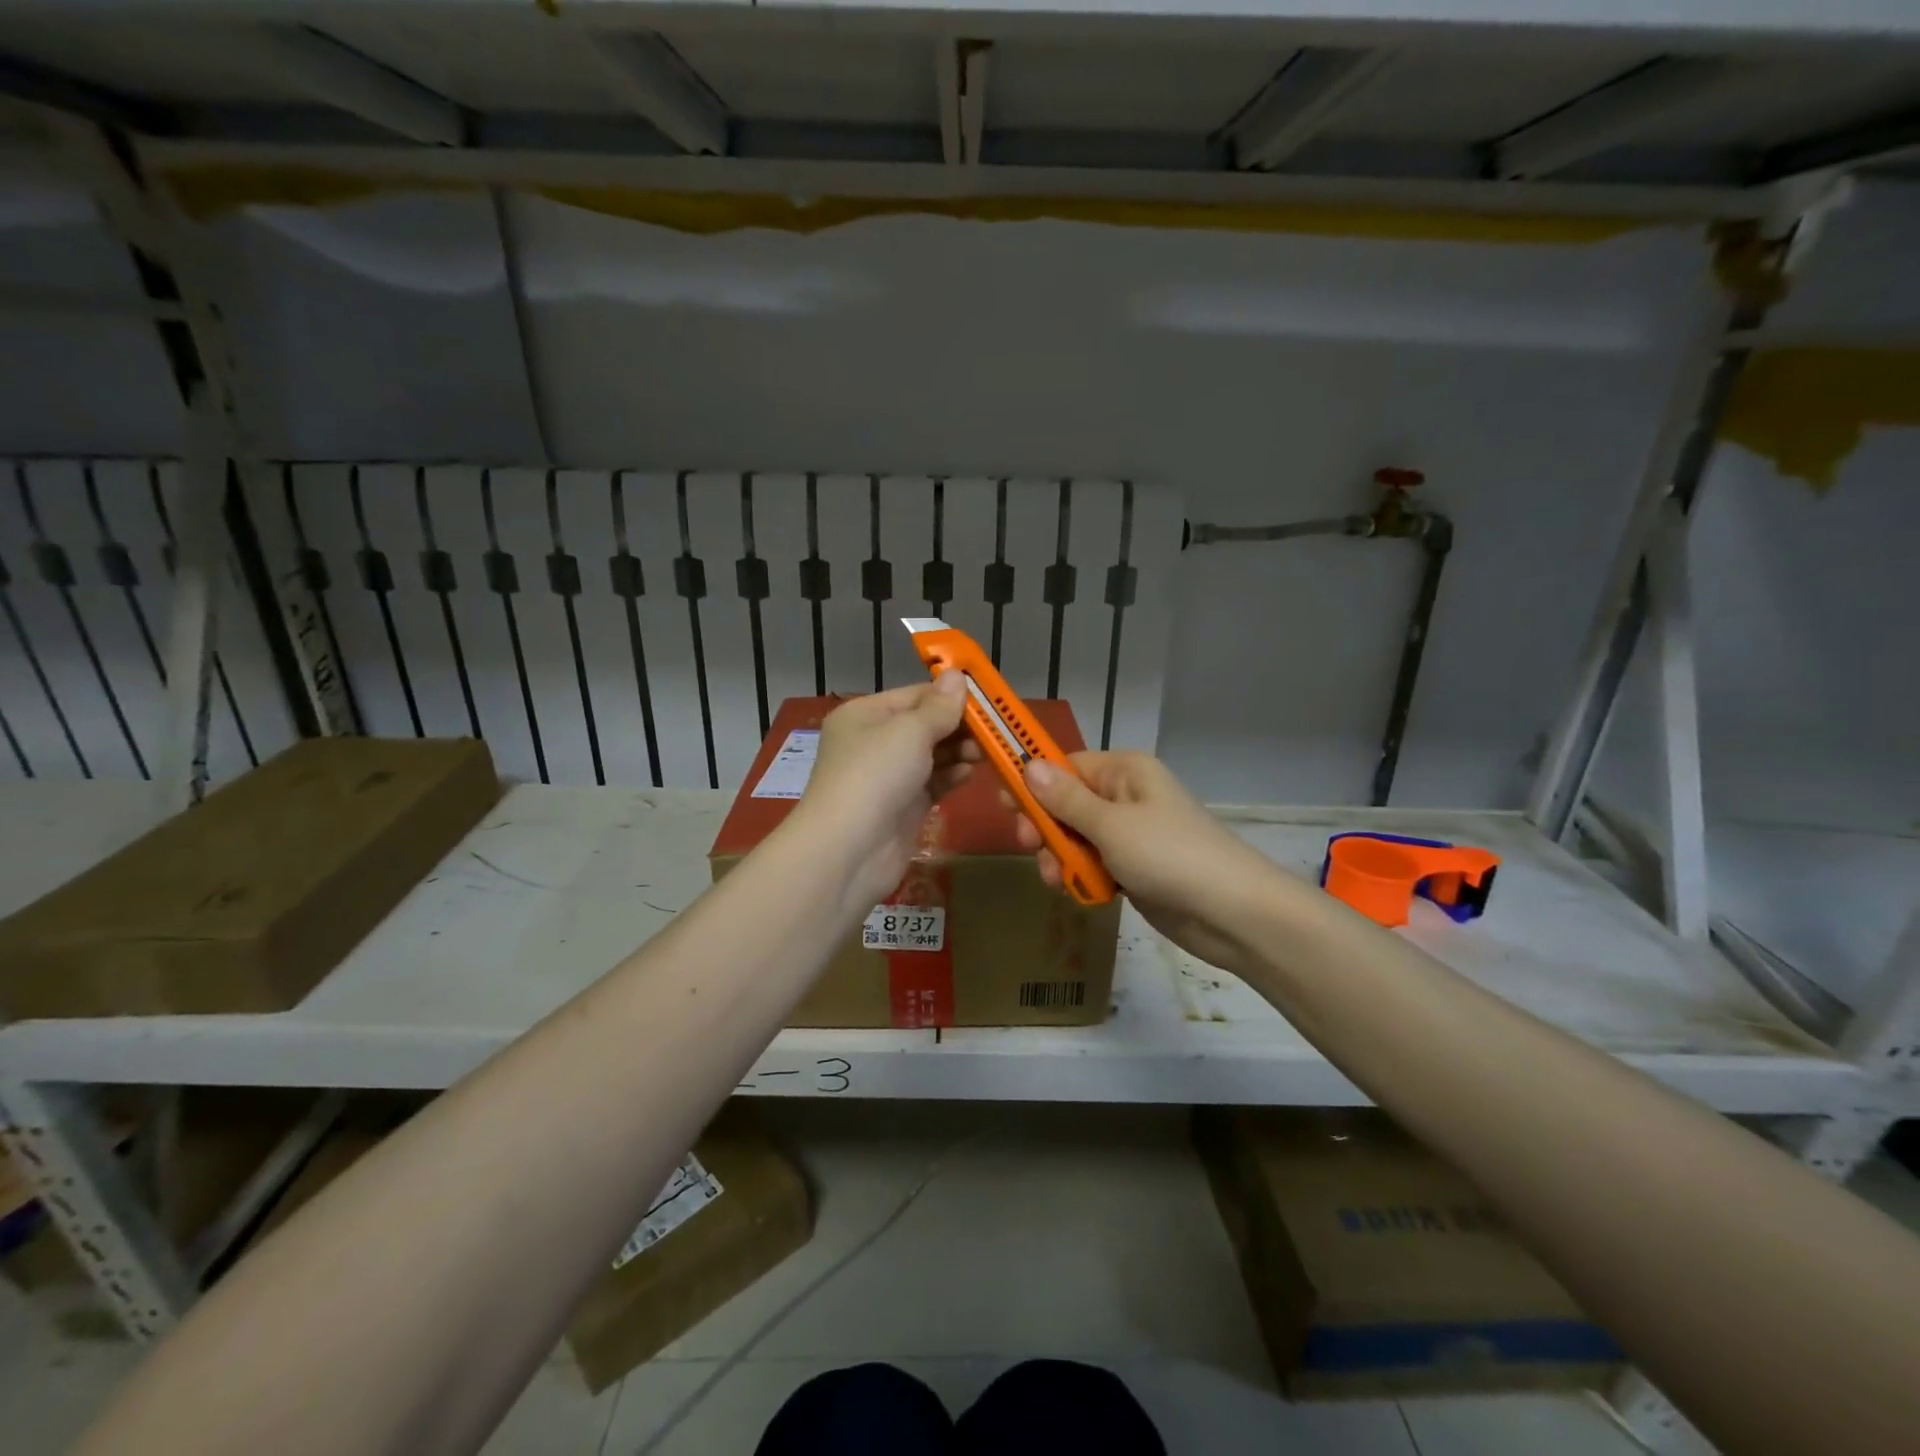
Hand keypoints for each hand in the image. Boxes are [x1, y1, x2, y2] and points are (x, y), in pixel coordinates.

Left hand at [791, 673, 978, 909]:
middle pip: (924, 725)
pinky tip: (972, 773)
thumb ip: (940, 707)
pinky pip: (932, 783)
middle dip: (959, 726)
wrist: (849, 850)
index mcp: (865, 714)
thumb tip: (958, 675)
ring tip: (988, 752)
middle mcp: (873, 742)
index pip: (915, 694)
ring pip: (931, 755)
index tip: (989, 699)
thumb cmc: (875, 775)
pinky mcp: (902, 807)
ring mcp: (887, 777)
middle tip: (995, 730)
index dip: (950, 695)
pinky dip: (952, 776)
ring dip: (959, 751)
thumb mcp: (909, 731)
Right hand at [1014, 752, 1279, 976]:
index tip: (1003, 805)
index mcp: (1124, 772)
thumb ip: (1065, 799)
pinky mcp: (1134, 867)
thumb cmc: (1169, 856)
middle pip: (1066, 803)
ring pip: (1076, 837)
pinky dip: (1082, 876)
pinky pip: (1094, 863)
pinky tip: (1077, 892)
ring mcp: (1131, 834)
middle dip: (1045, 827)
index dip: (1032, 783)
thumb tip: (1027, 764)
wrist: (1231, 913)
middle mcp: (1126, 796)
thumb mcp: (1110, 825)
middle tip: (1028, 848)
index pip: (1065, 766)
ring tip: (1057, 880)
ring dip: (1060, 856)